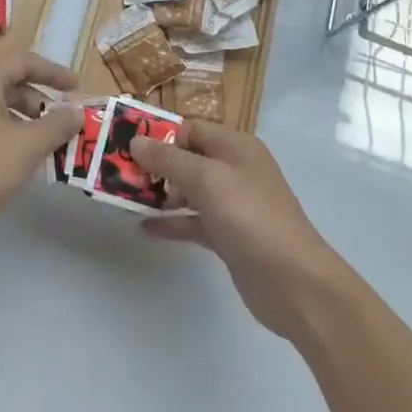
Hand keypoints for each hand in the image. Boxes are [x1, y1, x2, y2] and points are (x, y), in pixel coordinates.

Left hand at [0, 50, 83, 245]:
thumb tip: (76, 111)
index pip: (23, 61)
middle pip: (10, 81)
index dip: (53, 72)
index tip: (77, 89)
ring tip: (48, 143)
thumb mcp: (28, 146)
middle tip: (63, 121)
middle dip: (41, 99)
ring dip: (26, 118)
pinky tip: (22, 158)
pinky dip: (9, 131)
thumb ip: (56, 125)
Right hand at [132, 122, 352, 344]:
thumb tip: (136, 141)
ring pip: (187, 190)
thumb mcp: (207, 180)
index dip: (159, 134)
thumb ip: (169, 159)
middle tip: (117, 173)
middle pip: (187, 158)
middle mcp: (234, 170)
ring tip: (123, 199)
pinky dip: (170, 222)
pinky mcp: (227, 235)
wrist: (293, 282)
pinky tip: (144, 228)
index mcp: (235, 146)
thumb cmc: (250, 217)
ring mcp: (231, 204)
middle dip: (154, 165)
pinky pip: (192, 221)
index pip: (190, 129)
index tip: (124, 144)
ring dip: (158, 193)